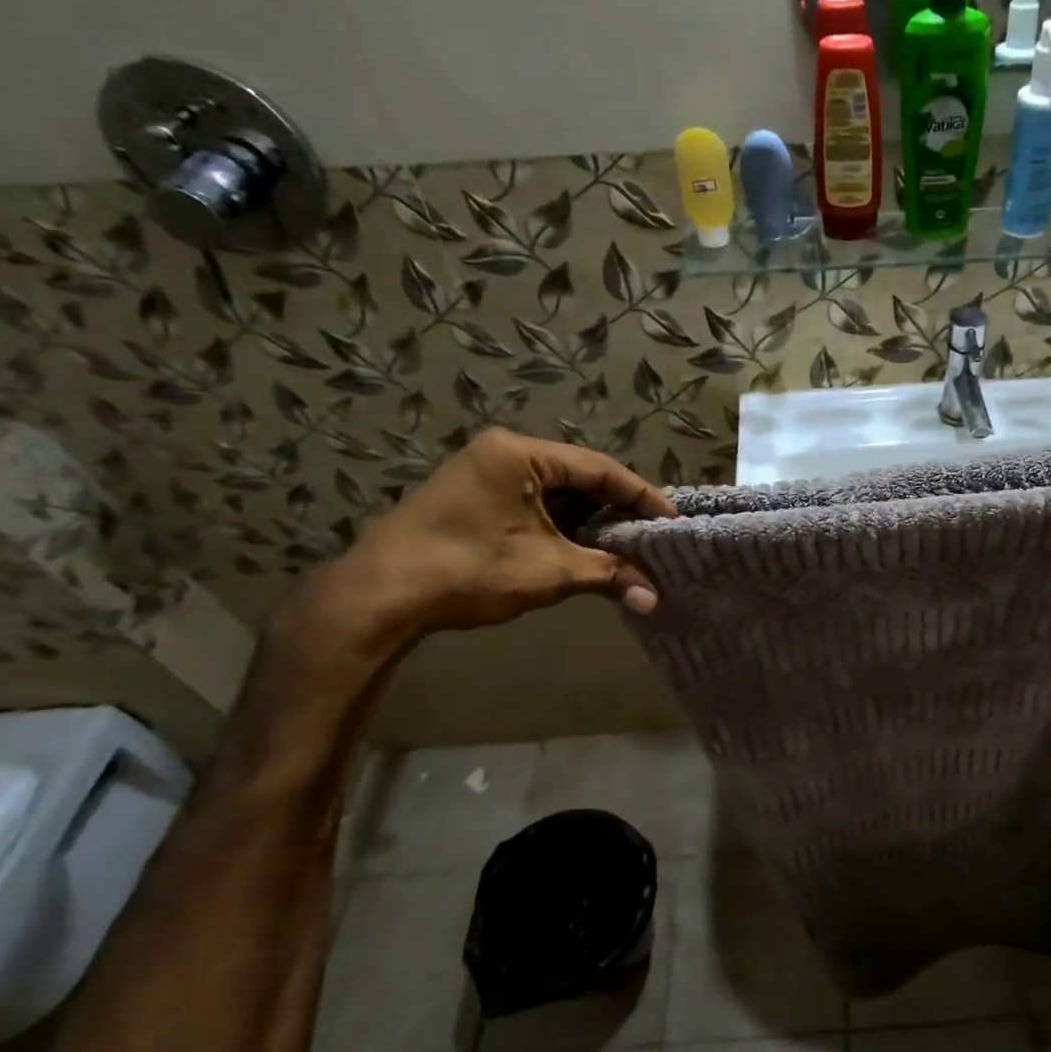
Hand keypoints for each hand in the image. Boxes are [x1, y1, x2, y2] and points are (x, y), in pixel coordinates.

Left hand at [297, 429, 676, 653]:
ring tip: (627, 548)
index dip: (642, 497)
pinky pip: (533, 504)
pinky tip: (584, 550)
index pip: (600, 469)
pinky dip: (562, 526)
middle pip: (579, 478)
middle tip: (652, 537)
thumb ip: (608, 575)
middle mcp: (503, 452)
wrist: (378, 597)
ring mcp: (483, 473)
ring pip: (556, 493)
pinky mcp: (473, 498)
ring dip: (590, 522)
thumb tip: (655, 599)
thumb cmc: (467, 570)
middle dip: (617, 511)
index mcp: (521, 454)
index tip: (672, 521)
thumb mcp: (548, 571)